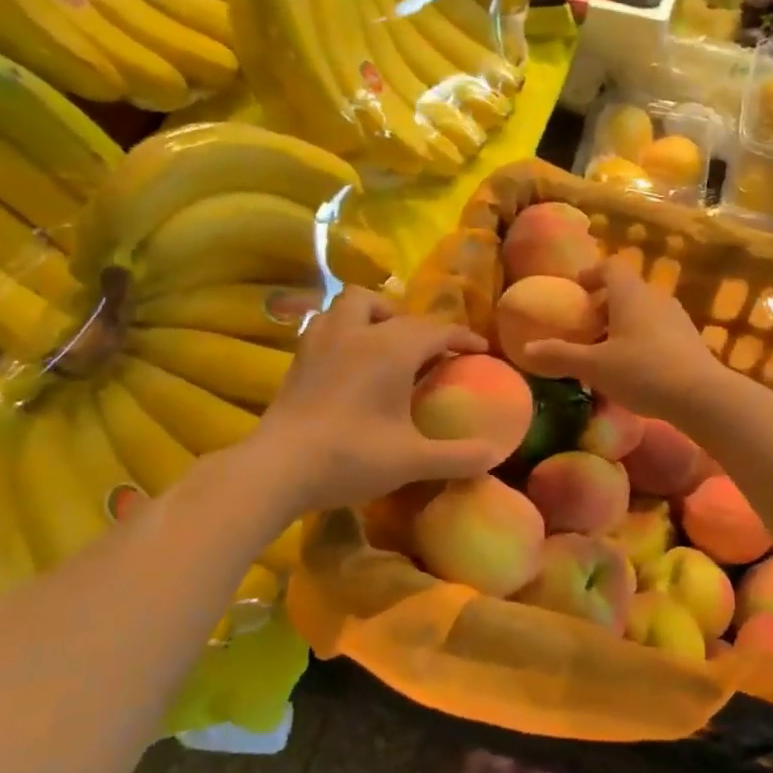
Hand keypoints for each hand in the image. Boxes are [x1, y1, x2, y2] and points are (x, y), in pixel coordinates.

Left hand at [248, 289, 506, 514]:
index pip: (436, 331)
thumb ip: (458, 457)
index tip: (480, 349)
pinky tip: (349, 360)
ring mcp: (322, 341)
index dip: (462, 337)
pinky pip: (328, 323)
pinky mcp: (299, 357)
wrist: (277, 468)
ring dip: (374, 315)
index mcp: (391, 349)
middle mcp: (358, 333)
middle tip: (427, 352)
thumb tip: (495, 456)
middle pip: (393, 308)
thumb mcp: (412, 461)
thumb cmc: (351, 456)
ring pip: (352, 304)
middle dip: (416, 324)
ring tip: (385, 344)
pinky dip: (346, 329)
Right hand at [519, 257, 725, 423]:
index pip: (610, 267)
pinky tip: (634, 369)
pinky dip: (641, 339)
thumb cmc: (642, 371)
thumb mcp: (594, 366)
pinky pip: (658, 330)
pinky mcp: (690, 340)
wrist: (701, 396)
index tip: (576, 290)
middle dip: (603, 305)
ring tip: (606, 351)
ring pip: (643, 311)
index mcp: (630, 294)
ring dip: (622, 324)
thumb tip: (526, 349)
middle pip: (626, 290)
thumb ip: (560, 355)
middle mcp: (655, 297)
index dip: (591, 274)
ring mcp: (677, 318)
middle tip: (585, 328)